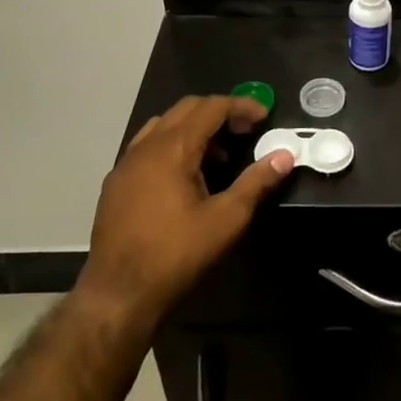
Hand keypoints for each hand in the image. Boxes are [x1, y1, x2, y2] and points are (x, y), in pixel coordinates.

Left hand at [78, 96, 294, 335]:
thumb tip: (285, 155)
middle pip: (186, 108)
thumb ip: (256, 182)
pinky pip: (148, 146)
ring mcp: (126, 163)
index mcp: (172, 148)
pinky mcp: (115, 183)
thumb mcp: (226, 219)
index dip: (240, 106)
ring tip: (218, 157)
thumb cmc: (176, 254)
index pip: (210, 107)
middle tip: (244, 132)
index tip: (263, 116)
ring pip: (164, 125)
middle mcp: (146, 146)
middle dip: (219, 113)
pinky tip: (185, 177)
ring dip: (195, 129)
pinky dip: (173, 145)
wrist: (117, 294)